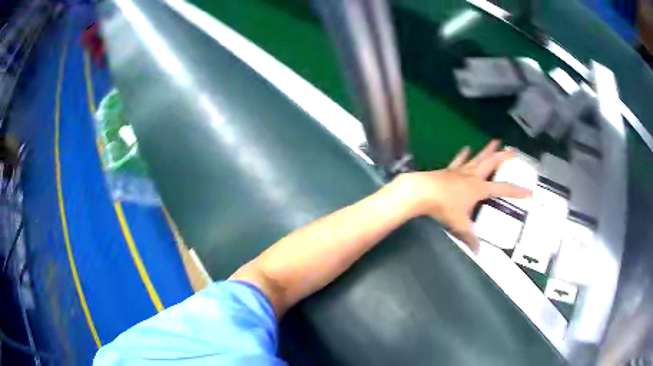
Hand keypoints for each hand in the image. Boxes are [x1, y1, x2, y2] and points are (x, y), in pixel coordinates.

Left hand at [395, 140, 530, 249]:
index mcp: (480, 188)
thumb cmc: (444, 207)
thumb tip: (479, 253)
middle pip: (491, 163)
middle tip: (514, 151)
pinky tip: (466, 147)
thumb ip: (470, 238)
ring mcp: (461, 171)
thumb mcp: (460, 225)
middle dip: (503, 157)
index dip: (517, 191)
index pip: (503, 189)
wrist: (422, 192)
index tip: (530, 191)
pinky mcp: (449, 170)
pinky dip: (463, 154)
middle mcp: (473, 176)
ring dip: (487, 150)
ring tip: (496, 141)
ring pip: (478, 158)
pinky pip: (459, 160)